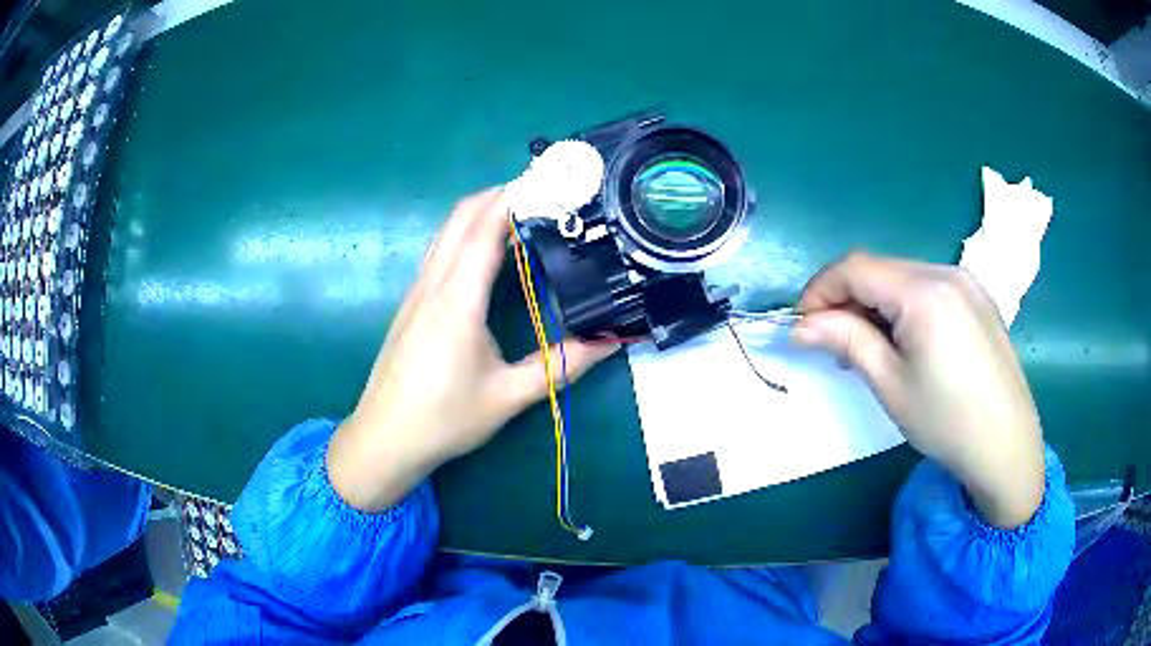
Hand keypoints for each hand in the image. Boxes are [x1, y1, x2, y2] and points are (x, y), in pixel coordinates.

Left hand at [327, 189, 616, 512]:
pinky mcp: (412, 302)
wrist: (384, 438)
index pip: (485, 228)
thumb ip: (562, 365)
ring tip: (522, 213)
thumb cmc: (444, 419)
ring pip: (447, 229)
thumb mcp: (509, 396)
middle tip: (543, 194)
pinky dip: (466, 232)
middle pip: (462, 216)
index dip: (516, 197)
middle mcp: (433, 284)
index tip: (549, 182)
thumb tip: (610, 341)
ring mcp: (417, 290)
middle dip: (500, 194)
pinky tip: (488, 250)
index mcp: (457, 301)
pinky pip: (440, 249)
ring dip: (481, 210)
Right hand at [792, 252, 1044, 528]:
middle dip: (847, 299)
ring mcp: (966, 281)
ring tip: (870, 347)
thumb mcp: (890, 385)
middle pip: (880, 269)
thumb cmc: (946, 421)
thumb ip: (846, 341)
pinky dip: (904, 305)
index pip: (855, 268)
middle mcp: (946, 272)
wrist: (1006, 444)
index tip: (802, 326)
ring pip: (903, 276)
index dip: (820, 291)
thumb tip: (800, 326)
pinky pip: (928, 287)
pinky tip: (906, 341)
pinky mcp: (977, 296)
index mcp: (924, 292)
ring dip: (875, 303)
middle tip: (834, 344)